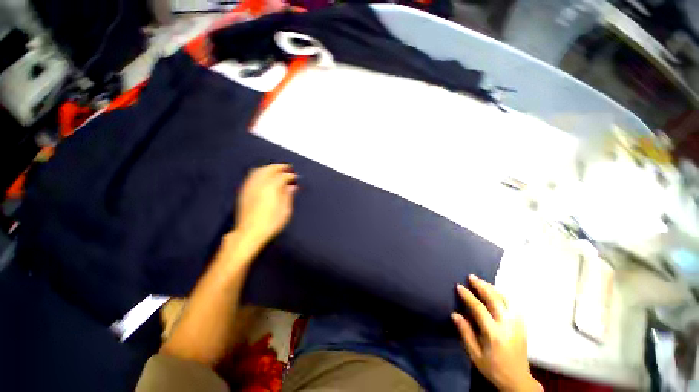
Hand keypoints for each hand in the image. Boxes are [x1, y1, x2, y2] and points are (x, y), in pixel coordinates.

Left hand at [234, 164, 297, 248]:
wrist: (249, 232)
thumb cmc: (271, 223)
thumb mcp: (285, 211)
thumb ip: (288, 196)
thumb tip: (292, 187)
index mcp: (272, 188)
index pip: (283, 176)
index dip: (291, 176)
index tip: (296, 177)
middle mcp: (260, 184)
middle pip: (270, 169)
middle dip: (280, 168)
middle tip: (288, 168)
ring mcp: (250, 186)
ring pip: (260, 171)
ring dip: (269, 168)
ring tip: (277, 170)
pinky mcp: (244, 191)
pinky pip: (252, 176)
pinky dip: (260, 173)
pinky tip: (264, 177)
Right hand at [452, 275, 540, 391]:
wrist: (518, 380)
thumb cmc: (493, 368)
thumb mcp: (475, 354)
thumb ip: (465, 333)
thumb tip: (455, 314)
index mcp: (494, 333)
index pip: (479, 308)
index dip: (468, 296)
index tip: (459, 286)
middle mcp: (507, 325)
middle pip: (495, 299)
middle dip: (482, 286)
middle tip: (471, 276)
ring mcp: (517, 324)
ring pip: (506, 300)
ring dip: (493, 288)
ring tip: (482, 282)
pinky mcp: (522, 325)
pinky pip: (513, 305)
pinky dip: (503, 295)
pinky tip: (496, 293)